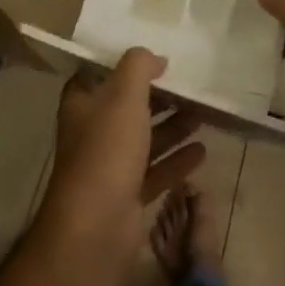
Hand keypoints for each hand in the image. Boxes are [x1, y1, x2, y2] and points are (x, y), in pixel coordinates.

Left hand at [39, 47, 205, 248]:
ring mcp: (109, 167)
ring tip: (202, 113)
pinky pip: (156, 171)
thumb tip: (155, 59)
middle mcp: (92, 133)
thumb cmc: (106, 150)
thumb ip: (139, 66)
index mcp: (82, 105)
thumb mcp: (124, 95)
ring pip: (145, 139)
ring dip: (172, 127)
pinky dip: (177, 160)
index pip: (97, 75)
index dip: (123, 65)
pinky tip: (202, 151)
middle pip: (127, 108)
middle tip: (188, 85)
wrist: (96, 227)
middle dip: (158, 97)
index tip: (153, 58)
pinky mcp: (127, 195)